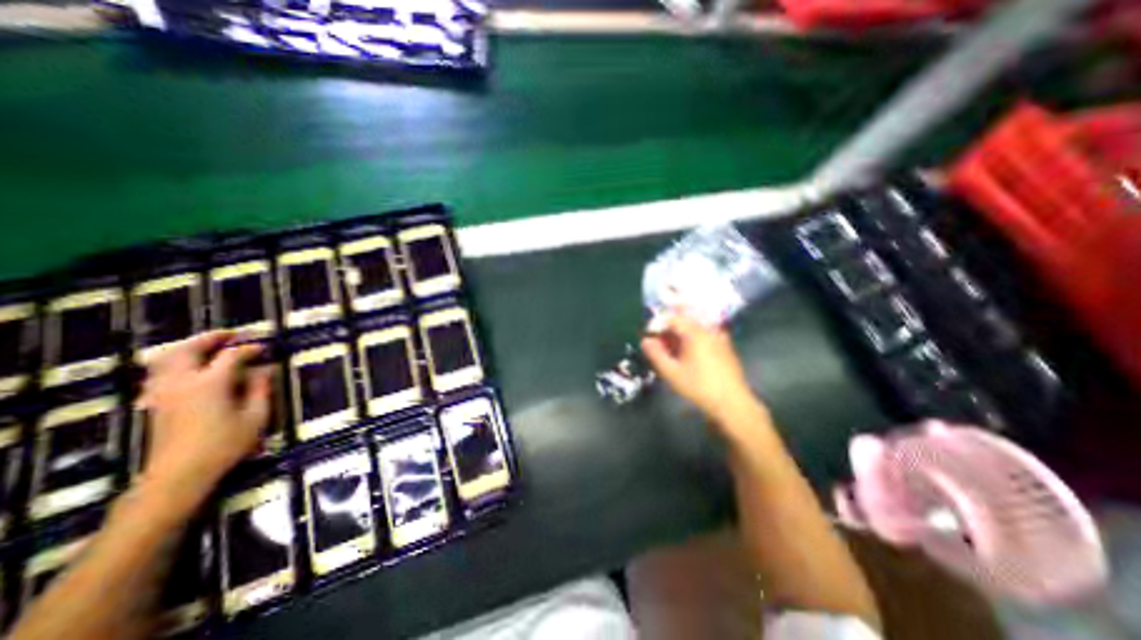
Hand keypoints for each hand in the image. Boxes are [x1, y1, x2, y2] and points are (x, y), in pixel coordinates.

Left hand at [140, 334, 272, 502]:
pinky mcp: (155, 403)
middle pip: (189, 349)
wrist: (179, 474)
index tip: (265, 347)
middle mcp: (182, 382)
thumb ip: (261, 388)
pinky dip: (174, 362)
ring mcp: (163, 392)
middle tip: (231, 334)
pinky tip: (189, 367)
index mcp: (210, 383)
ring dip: (187, 347)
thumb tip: (266, 369)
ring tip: (208, 345)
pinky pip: (159, 372)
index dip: (250, 348)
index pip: (232, 356)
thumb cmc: (225, 444)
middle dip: (210, 338)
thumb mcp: (255, 416)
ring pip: (165, 358)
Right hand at [642, 314, 755, 421]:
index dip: (658, 324)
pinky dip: (693, 338)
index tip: (649, 336)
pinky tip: (688, 353)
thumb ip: (656, 354)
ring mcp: (719, 337)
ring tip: (671, 347)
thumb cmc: (698, 387)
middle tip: (659, 340)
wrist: (731, 402)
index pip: (672, 318)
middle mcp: (709, 329)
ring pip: (695, 326)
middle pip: (685, 319)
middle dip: (669, 327)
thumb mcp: (671, 372)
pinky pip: (705, 334)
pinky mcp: (725, 346)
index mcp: (695, 333)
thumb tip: (645, 340)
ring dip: (681, 332)